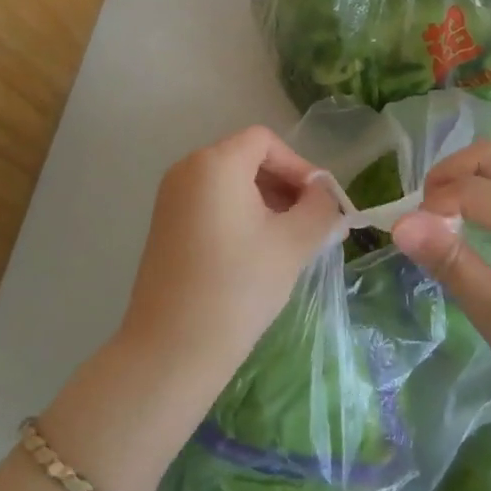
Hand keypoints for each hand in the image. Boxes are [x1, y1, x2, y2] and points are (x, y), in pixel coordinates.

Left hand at [116, 126, 342, 400]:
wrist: (172, 349)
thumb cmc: (238, 287)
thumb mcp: (294, 243)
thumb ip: (320, 207)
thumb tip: (325, 194)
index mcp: (215, 163)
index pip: (266, 142)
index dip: (299, 166)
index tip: (320, 203)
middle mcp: (187, 170)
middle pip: (247, 158)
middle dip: (285, 185)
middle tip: (312, 223)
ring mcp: (171, 199)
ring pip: (230, 183)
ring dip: (265, 202)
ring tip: (289, 241)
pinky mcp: (165, 226)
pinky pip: (212, 203)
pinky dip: (240, 215)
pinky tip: (257, 253)